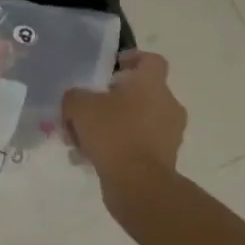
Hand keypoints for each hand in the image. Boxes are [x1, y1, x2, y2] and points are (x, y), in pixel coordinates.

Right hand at [61, 50, 185, 201]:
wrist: (139, 185)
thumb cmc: (113, 133)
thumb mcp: (80, 106)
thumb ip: (75, 97)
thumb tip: (75, 99)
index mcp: (152, 84)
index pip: (151, 60)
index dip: (131, 59)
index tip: (110, 70)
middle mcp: (167, 105)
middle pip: (140, 93)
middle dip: (112, 100)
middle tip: (87, 110)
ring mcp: (169, 134)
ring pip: (137, 122)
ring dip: (112, 126)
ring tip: (82, 141)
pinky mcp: (164, 160)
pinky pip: (137, 146)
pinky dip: (118, 149)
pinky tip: (90, 159)